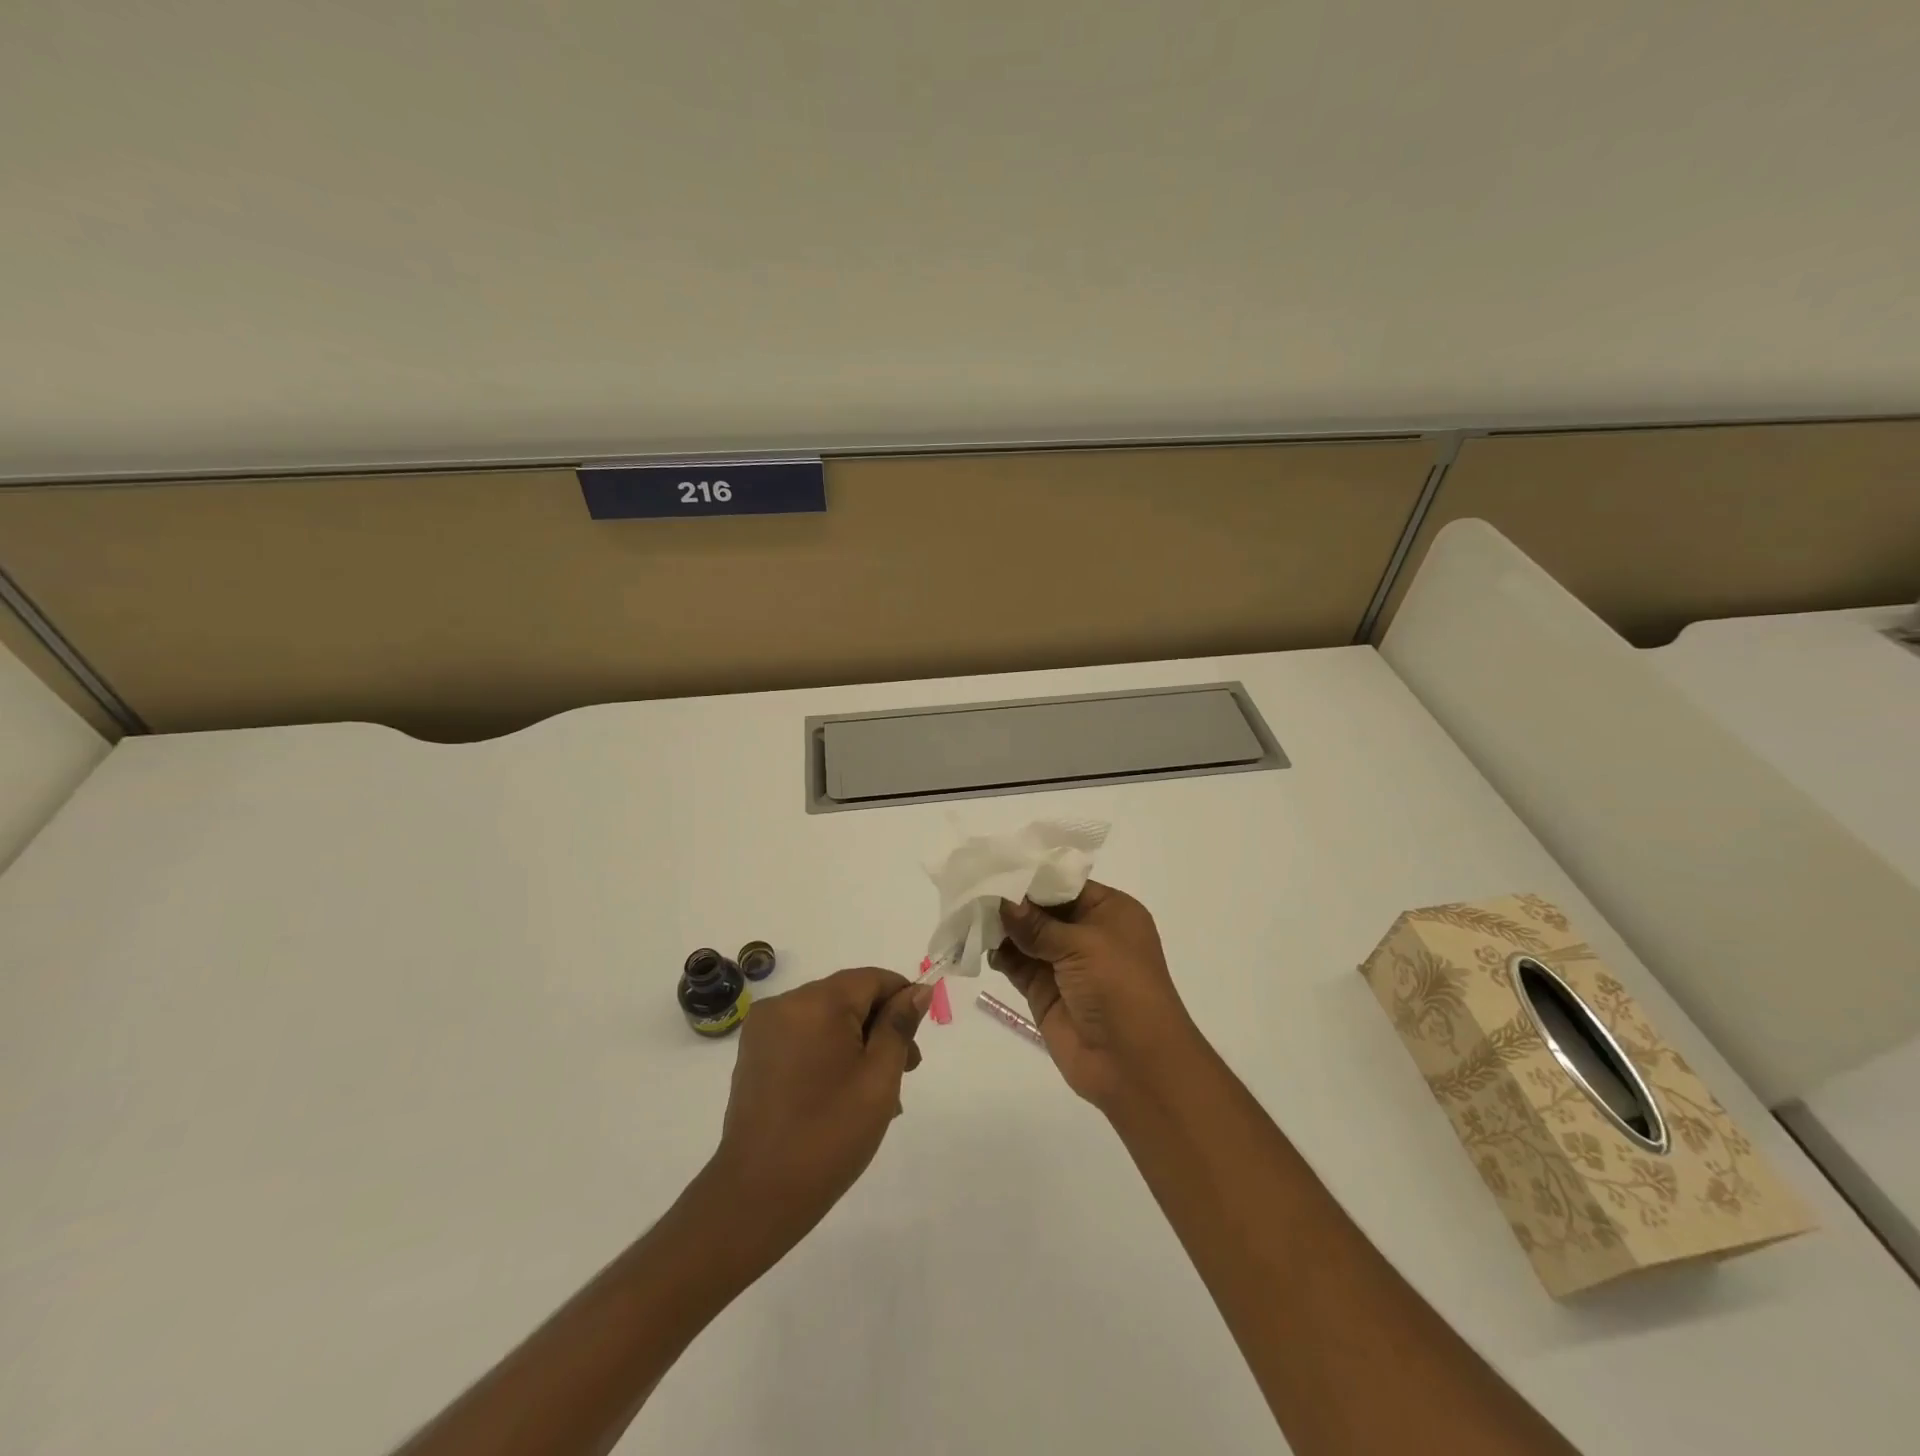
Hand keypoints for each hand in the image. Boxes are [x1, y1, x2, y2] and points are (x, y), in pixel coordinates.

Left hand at [707, 967, 931, 1254]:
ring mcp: (764, 1030)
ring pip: (827, 1019)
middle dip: (880, 1026)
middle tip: (907, 1070)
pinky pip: (803, 1037)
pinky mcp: (754, 1055)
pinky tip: (845, 1092)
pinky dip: (829, 1053)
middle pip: (848, 997)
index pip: (871, 979)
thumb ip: (899, 1026)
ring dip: (857, 1043)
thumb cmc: (829, 1134)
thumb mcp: (879, 1078)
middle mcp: (784, 1004)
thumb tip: (918, 991)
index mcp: (815, 1002)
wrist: (757, 1197)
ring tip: (879, 1091)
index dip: (901, 999)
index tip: (919, 1035)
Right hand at [992, 881, 1203, 1109]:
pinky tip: (977, 941)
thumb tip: (1001, 899)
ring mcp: (1064, 963)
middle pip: (1041, 908)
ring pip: (1025, 936)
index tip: (994, 864)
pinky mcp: (1044, 991)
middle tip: (972, 885)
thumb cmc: (1120, 988)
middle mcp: (1087, 932)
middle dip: (1010, 900)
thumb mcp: (1083, 945)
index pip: (1064, 884)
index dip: (1031, 876)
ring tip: (967, 911)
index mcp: (1109, 911)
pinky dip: (998, 953)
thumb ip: (1037, 924)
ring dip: (999, 926)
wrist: (1134, 1064)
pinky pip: (1016, 964)